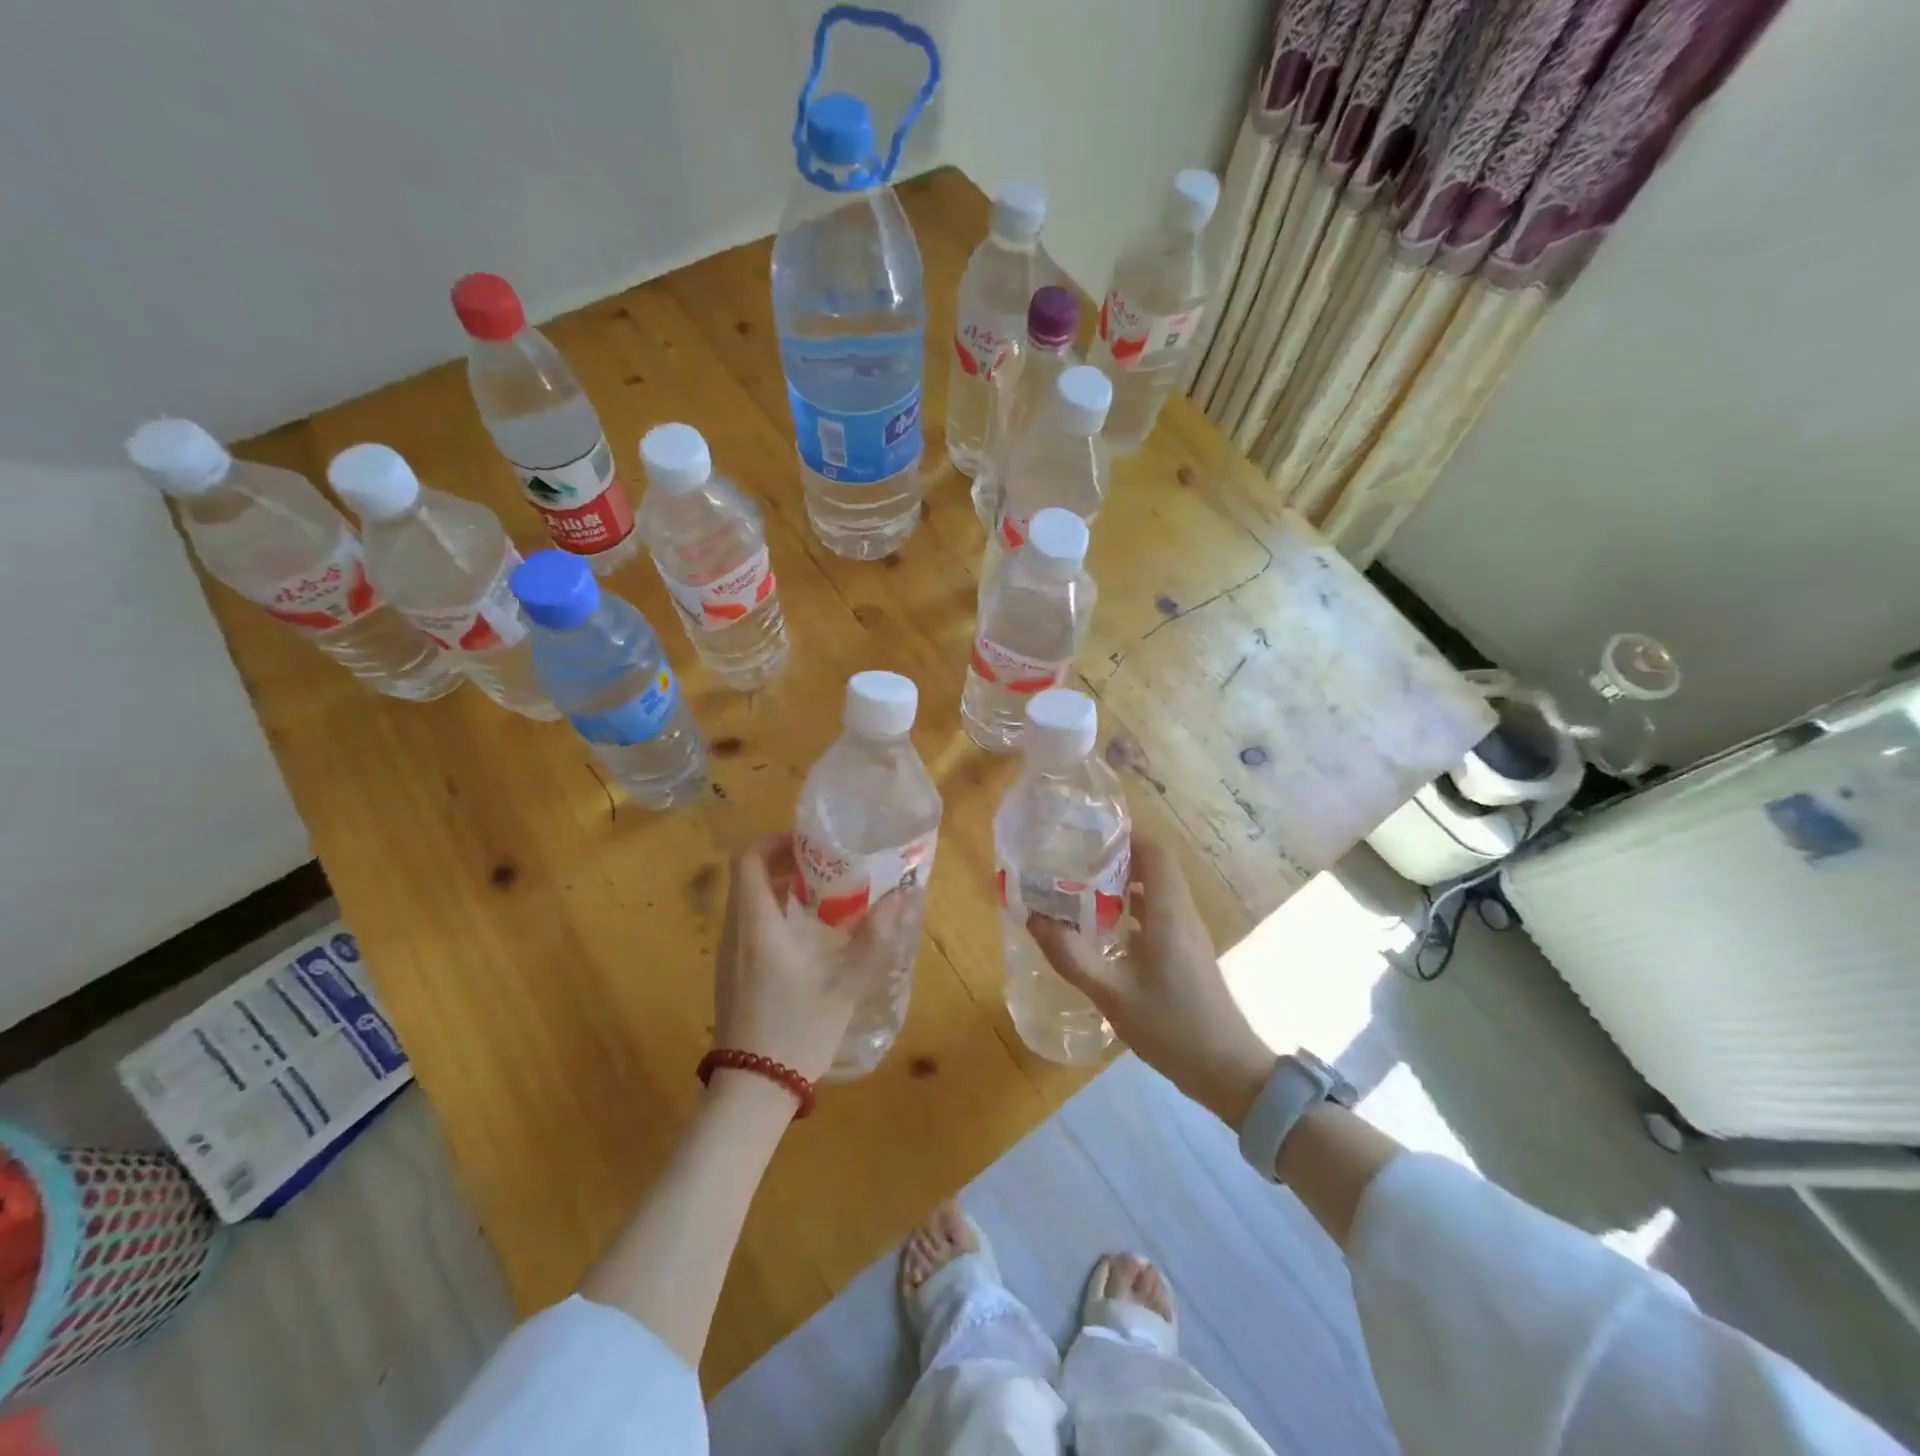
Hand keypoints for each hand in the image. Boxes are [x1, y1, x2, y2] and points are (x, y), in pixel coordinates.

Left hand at [713, 833, 903, 1086]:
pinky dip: (773, 912)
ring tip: (823, 895)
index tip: (811, 844)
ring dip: (780, 886)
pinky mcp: (731, 973)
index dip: (776, 841)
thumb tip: (905, 895)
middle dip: (785, 861)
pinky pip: (747, 923)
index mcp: (757, 925)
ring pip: (747, 900)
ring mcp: (728, 954)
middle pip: (749, 876)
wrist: (753, 1090)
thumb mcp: (846, 984)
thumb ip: (876, 937)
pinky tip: (806, 935)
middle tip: (826, 866)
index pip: (749, 859)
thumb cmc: (797, 1031)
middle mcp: (735, 931)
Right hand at [1028, 833, 1276, 1127]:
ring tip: (1080, 890)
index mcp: (1168, 913)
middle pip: (1154, 867)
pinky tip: (1102, 930)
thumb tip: (1034, 918)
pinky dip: (1131, 910)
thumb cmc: (1172, 1026)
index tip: (1089, 834)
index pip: (1155, 853)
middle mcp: (1181, 914)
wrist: (1227, 1071)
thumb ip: (1072, 956)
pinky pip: (1158, 914)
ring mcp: (1187, 934)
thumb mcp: (1112, 994)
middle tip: (1074, 861)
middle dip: (1116, 858)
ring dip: (1122, 885)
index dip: (1126, 836)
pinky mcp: (1186, 953)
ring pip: (1156, 892)